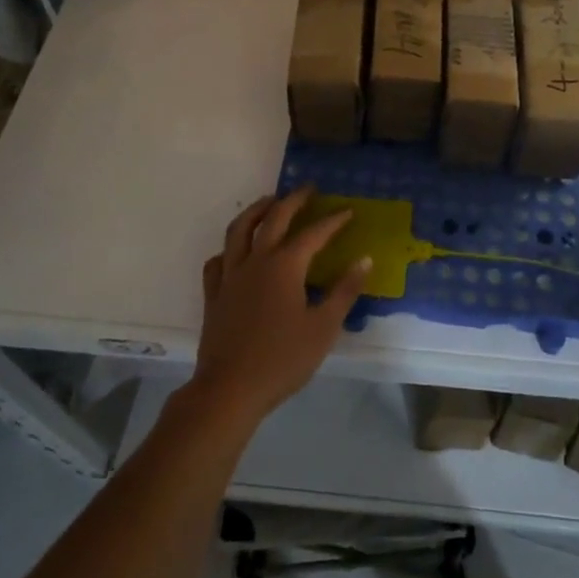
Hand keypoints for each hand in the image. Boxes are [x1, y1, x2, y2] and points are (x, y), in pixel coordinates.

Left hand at [187, 188, 370, 428]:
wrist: (230, 388)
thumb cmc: (283, 359)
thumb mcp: (323, 327)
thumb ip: (344, 291)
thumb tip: (364, 260)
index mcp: (285, 266)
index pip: (313, 234)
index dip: (333, 221)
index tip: (348, 211)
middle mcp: (255, 261)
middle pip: (273, 219)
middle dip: (293, 200)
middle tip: (308, 189)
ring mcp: (230, 276)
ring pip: (239, 230)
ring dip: (256, 211)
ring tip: (269, 202)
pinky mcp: (214, 294)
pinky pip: (218, 260)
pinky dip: (229, 249)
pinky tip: (236, 252)